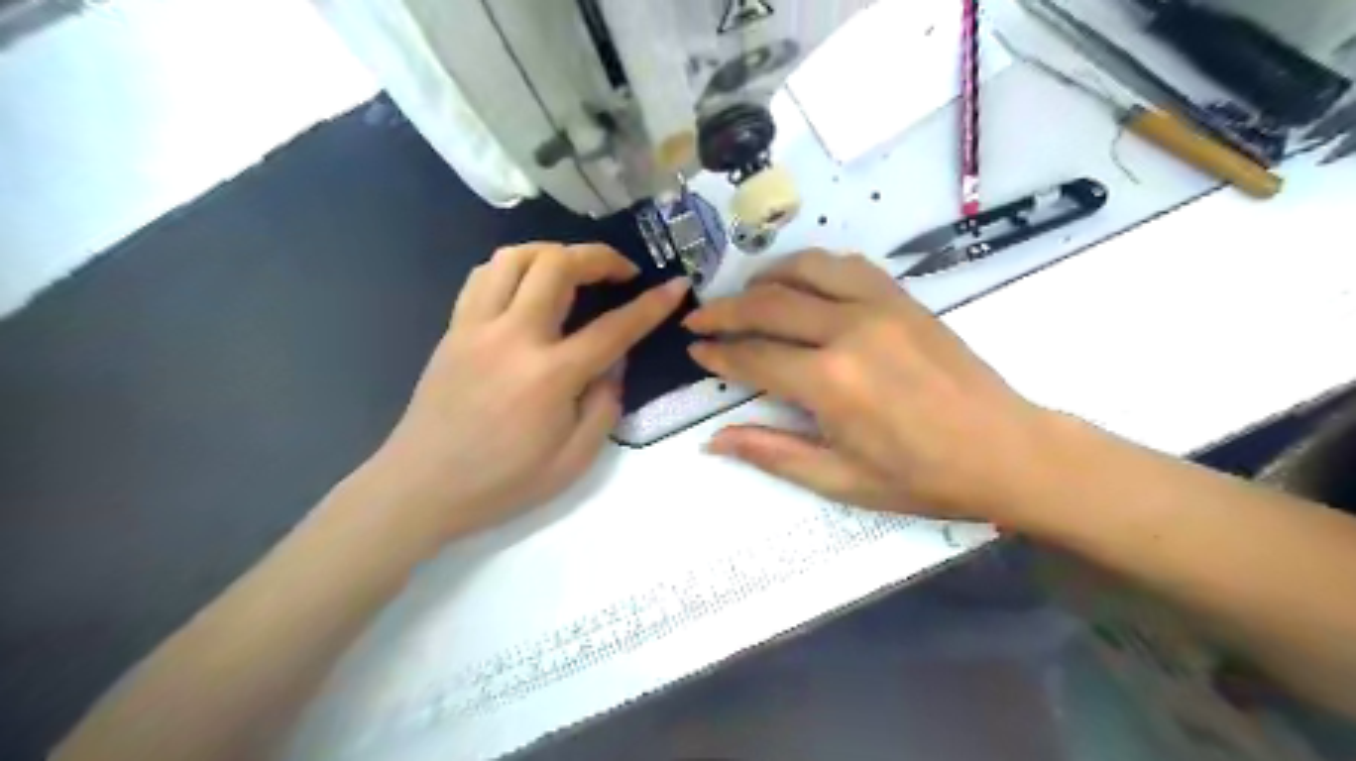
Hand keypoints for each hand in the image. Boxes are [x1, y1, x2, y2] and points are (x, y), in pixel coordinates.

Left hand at [365, 242, 689, 537]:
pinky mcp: (453, 329)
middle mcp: (513, 337)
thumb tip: (614, 362)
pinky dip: (515, 267)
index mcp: (550, 376)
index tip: (675, 285)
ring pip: (514, 256)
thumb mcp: (574, 460)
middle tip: (621, 272)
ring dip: (553, 252)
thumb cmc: (503, 482)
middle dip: (599, 257)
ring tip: (574, 270)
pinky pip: (483, 275)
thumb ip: (605, 405)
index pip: (613, 328)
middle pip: (557, 265)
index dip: (651, 304)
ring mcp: (476, 327)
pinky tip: (529, 286)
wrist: (421, 488)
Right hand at [691, 249, 1045, 522]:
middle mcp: (848, 331)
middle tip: (699, 319)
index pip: (754, 356)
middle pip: (768, 305)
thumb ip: (772, 453)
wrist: (1005, 450)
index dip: (717, 352)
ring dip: (765, 278)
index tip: (694, 350)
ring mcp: (879, 306)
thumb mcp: (840, 480)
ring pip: (805, 270)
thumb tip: (713, 440)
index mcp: (830, 383)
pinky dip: (812, 267)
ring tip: (744, 294)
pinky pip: (847, 265)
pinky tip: (800, 282)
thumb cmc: (921, 477)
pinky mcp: (903, 298)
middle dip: (725, 311)